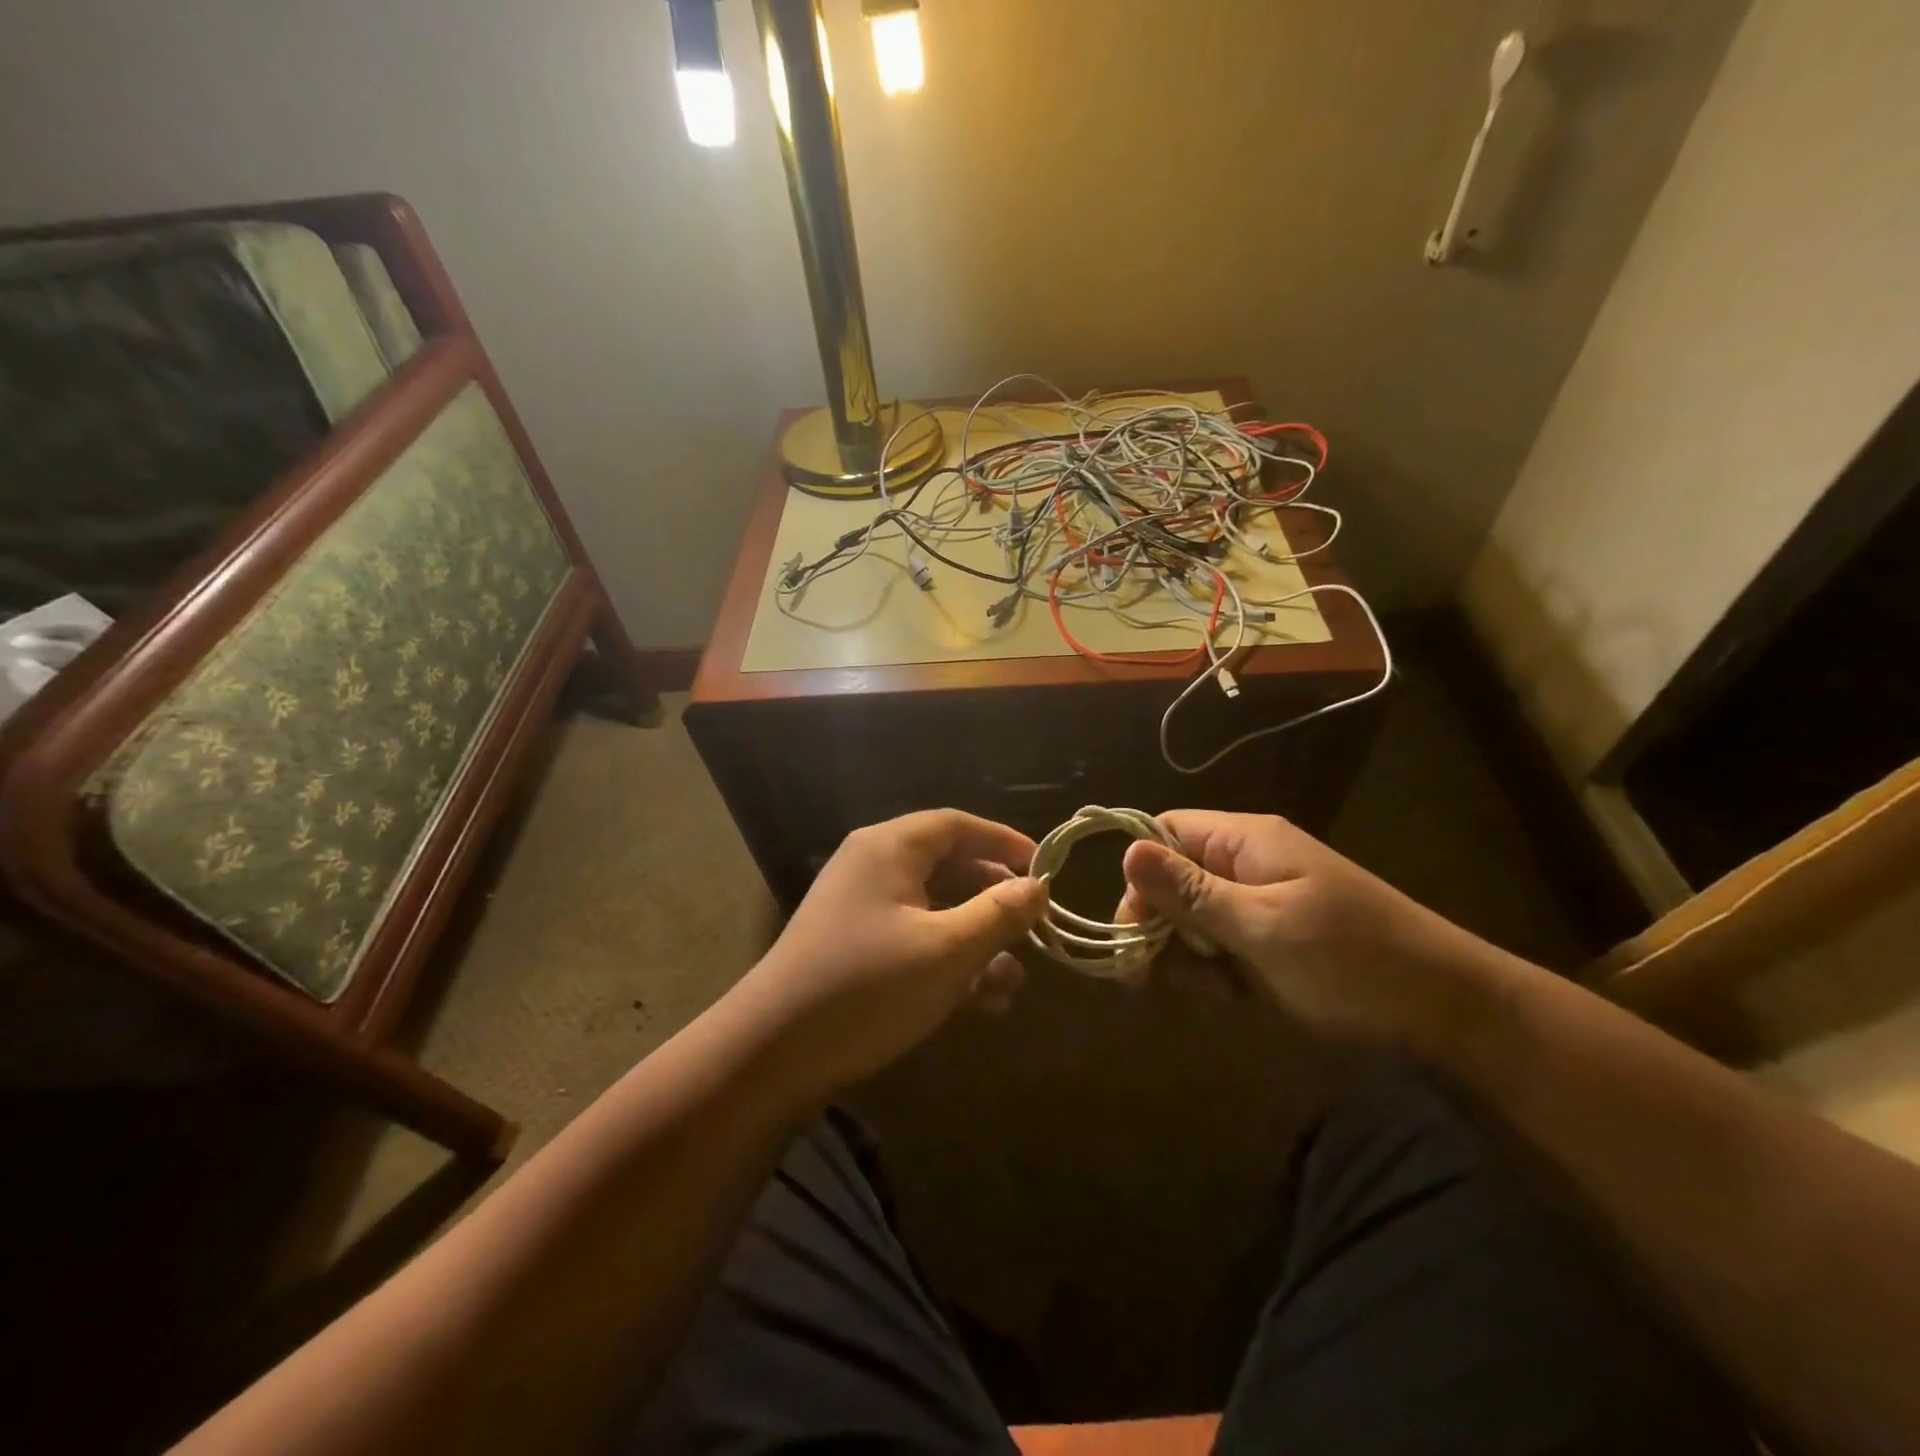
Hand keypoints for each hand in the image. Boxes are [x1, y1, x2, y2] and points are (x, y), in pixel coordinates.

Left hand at [735, 810, 1048, 1096]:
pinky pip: (913, 939)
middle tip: (1031, 926)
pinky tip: (979, 1003)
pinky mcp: (855, 949)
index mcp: (889, 848)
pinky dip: (947, 961)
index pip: (957, 825)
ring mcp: (860, 909)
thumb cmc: (868, 986)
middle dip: (993, 898)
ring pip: (934, 909)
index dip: (1004, 842)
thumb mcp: (947, 950)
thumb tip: (1038, 885)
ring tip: (1011, 980)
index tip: (1044, 870)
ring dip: (975, 940)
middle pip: (947, 865)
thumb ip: (999, 914)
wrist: (772, 1053)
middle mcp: (872, 867)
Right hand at [1118, 810, 1498, 1046]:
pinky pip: (1221, 946)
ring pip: (1192, 919)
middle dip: (1161, 926)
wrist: (1450, 1013)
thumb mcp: (1263, 927)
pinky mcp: (1272, 939)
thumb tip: (1127, 851)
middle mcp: (1247, 864)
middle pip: (1173, 879)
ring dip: (1189, 956)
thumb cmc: (1352, 961)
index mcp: (1246, 842)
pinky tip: (1236, 996)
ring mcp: (1261, 902)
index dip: (1140, 874)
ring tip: (1219, 989)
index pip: (1165, 832)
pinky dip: (1217, 973)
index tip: (1134, 928)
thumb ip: (1192, 893)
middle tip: (1155, 977)